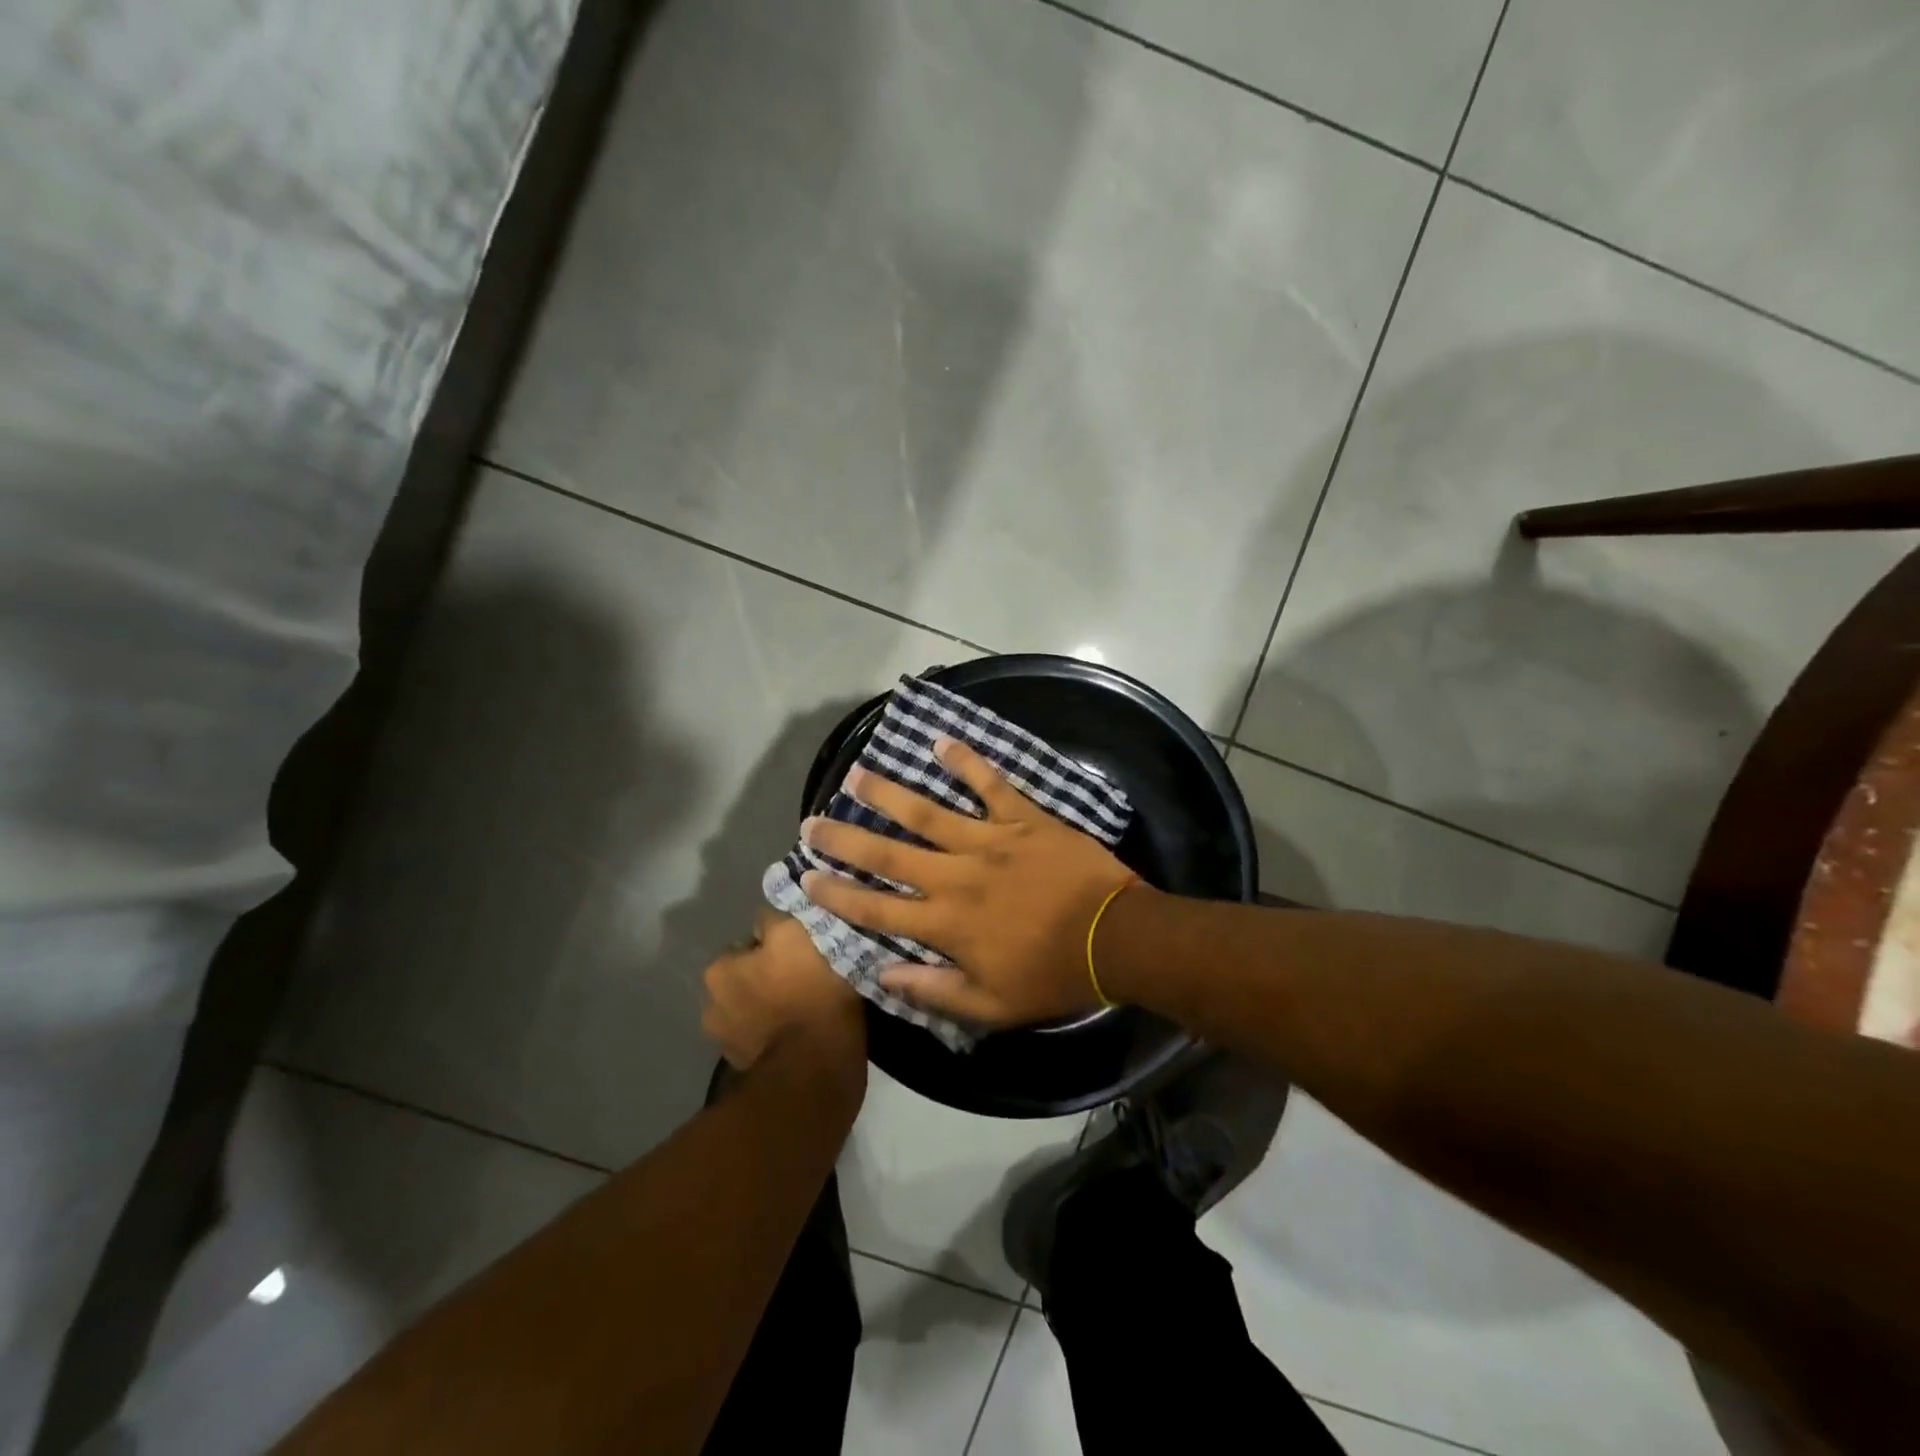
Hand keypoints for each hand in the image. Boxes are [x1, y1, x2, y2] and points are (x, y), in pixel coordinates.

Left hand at [701, 908, 865, 1070]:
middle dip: (770, 976)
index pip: (749, 943)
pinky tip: (804, 1030)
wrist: (817, 1065)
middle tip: (807, 976)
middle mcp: (711, 1006)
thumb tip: (764, 919)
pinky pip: (766, 1038)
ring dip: (774, 1006)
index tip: (803, 950)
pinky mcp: (747, 1069)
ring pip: (756, 1009)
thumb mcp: (795, 933)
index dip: (778, 944)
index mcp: (718, 971)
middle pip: (749, 977)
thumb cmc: (807, 989)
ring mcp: (727, 1043)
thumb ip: (773, 919)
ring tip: (808, 1005)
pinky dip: (779, 1033)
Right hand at [799, 738, 1137, 1027]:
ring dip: (889, 794)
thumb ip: (935, 991)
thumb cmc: (1053, 976)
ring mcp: (990, 841)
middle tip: (812, 821)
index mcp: (947, 925)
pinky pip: (991, 784)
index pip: (878, 909)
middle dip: (846, 840)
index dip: (839, 895)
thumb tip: (884, 973)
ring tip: (856, 774)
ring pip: (928, 814)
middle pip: (889, 855)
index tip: (807, 877)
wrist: (1116, 938)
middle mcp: (957, 877)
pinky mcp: (1023, 818)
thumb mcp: (992, 1005)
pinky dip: (967, 762)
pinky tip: (941, 741)